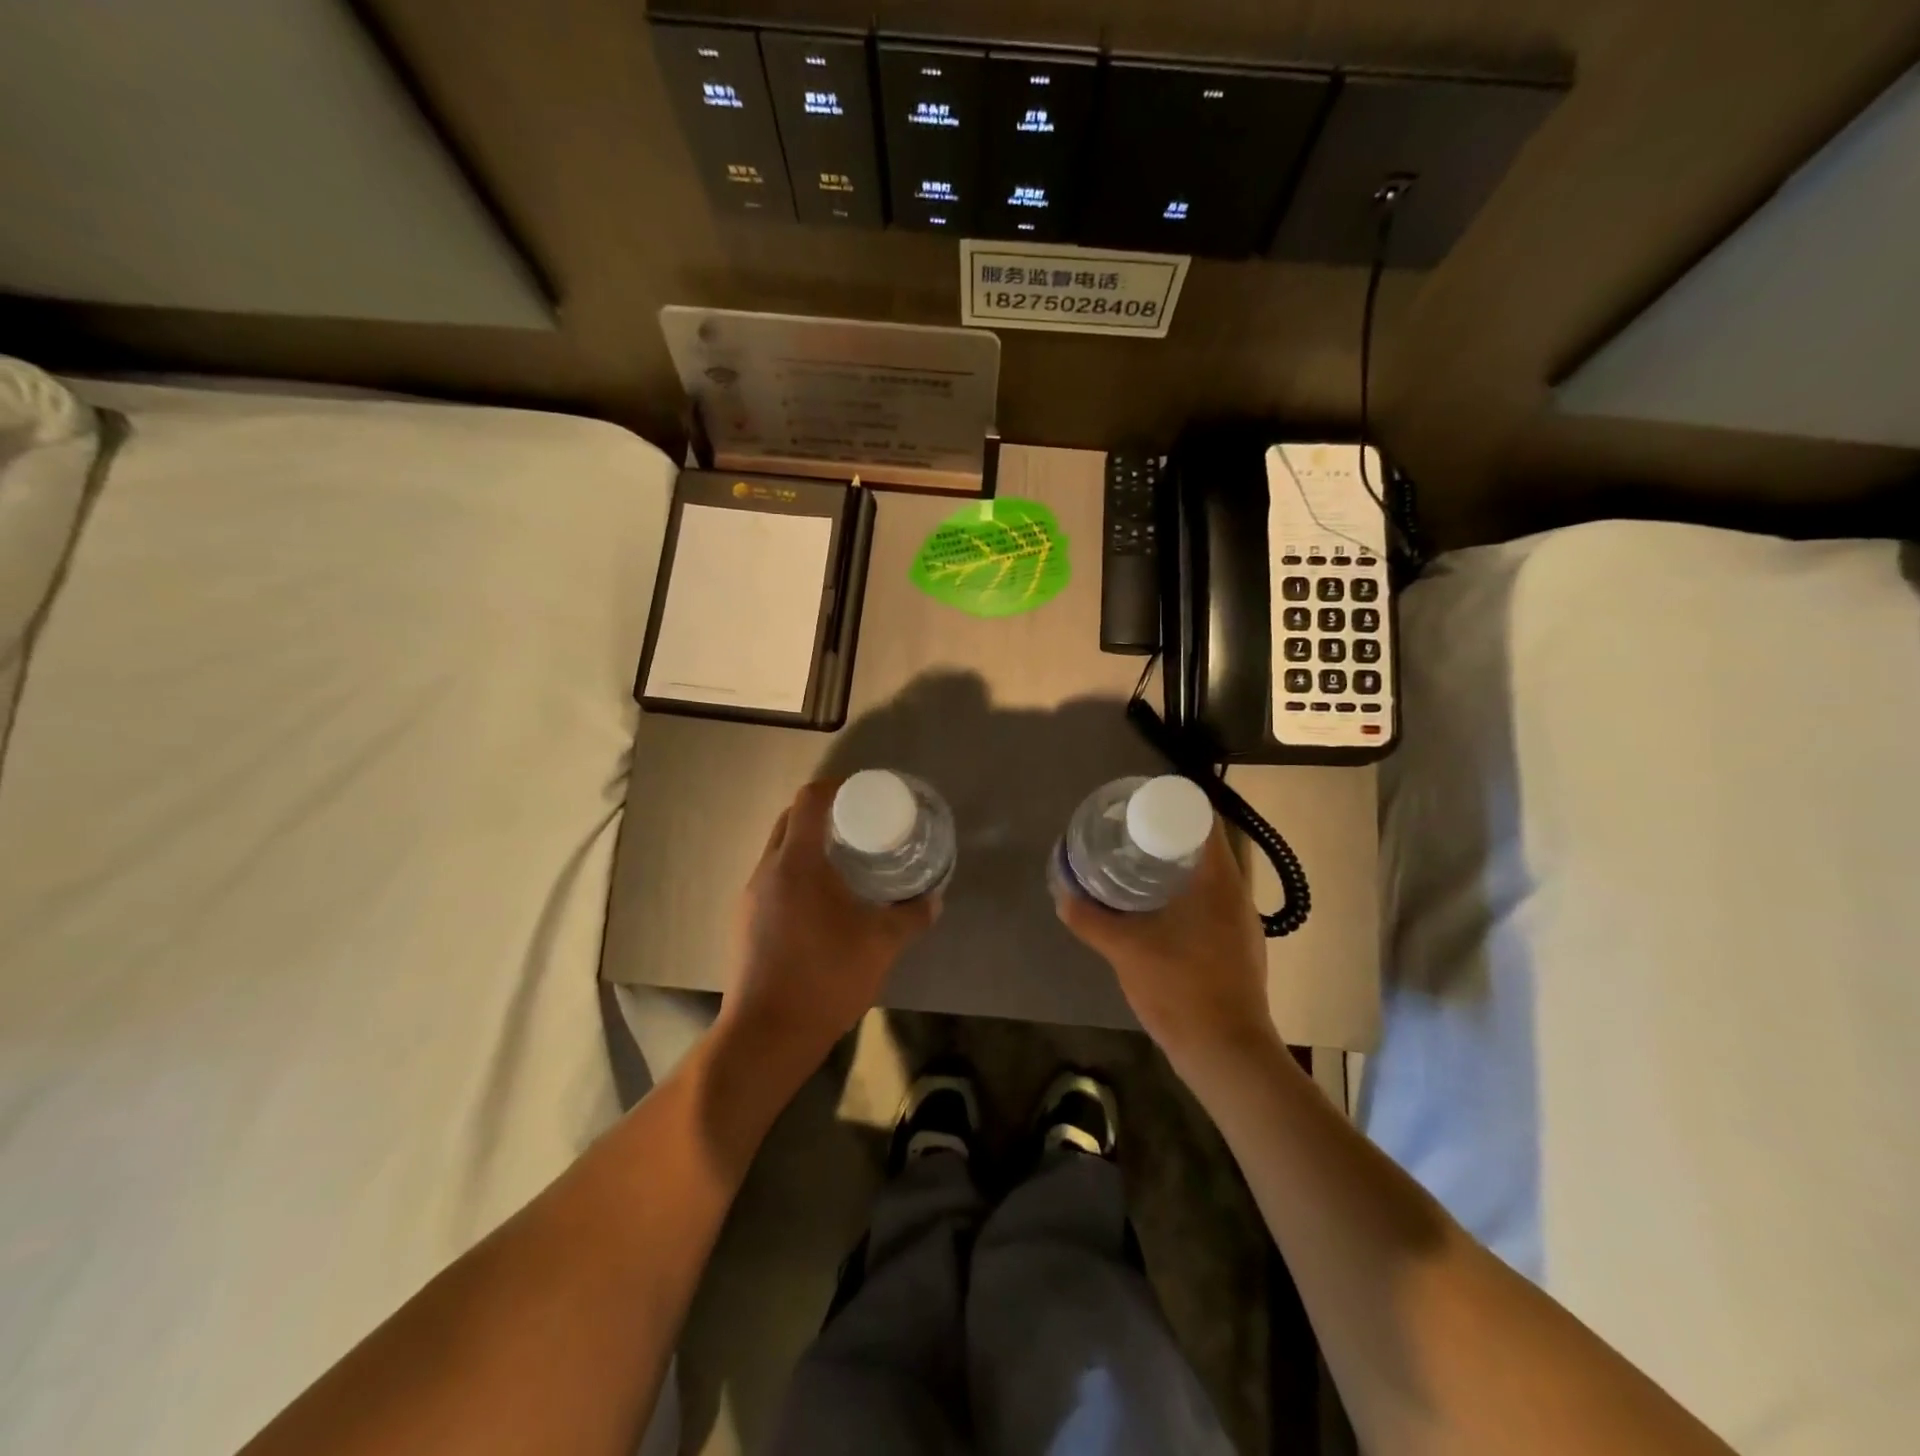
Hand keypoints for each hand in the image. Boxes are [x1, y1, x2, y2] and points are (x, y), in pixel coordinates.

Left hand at [717, 779, 938, 1086]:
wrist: (768, 1035)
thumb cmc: (826, 978)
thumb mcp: (881, 945)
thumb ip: (912, 916)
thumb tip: (935, 899)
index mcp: (797, 863)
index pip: (810, 800)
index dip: (836, 787)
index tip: (864, 794)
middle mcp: (767, 870)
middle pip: (791, 819)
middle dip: (823, 812)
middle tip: (859, 824)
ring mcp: (750, 897)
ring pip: (779, 849)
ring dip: (808, 843)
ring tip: (844, 859)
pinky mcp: (744, 921)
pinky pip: (772, 877)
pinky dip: (796, 872)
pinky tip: (821, 900)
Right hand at [1055, 825, 1275, 1071]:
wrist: (1227, 1053)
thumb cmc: (1180, 989)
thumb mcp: (1125, 950)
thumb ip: (1090, 919)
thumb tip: (1062, 895)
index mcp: (1219, 881)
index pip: (1202, 821)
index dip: (1171, 807)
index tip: (1137, 809)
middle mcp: (1237, 894)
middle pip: (1204, 847)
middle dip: (1166, 837)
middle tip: (1127, 836)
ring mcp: (1242, 923)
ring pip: (1208, 878)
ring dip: (1175, 868)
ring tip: (1135, 868)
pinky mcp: (1239, 947)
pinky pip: (1211, 904)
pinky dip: (1185, 896)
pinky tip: (1157, 912)